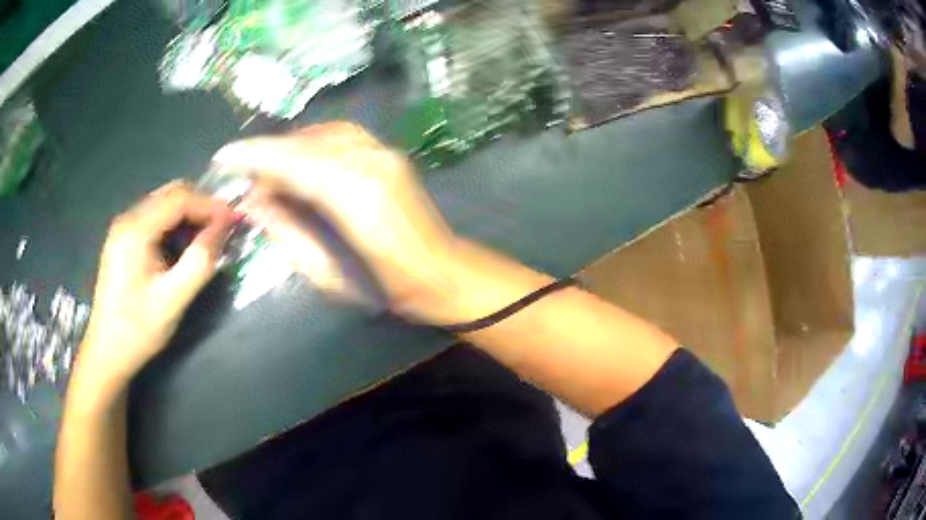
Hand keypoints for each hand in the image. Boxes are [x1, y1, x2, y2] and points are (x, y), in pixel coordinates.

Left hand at [75, 181, 234, 396]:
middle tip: (222, 229)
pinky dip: (174, 226)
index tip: (234, 221)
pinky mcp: (123, 240)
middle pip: (170, 194)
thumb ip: (200, 261)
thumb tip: (224, 228)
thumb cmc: (138, 329)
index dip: (210, 205)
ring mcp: (123, 228)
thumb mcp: (173, 299)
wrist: (107, 352)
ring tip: (206, 240)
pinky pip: (154, 219)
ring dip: (188, 216)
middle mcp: (127, 219)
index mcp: (136, 230)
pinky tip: (182, 248)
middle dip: (200, 206)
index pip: (179, 198)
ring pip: (163, 204)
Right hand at [214, 123, 462, 322]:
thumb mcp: (327, 273)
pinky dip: (313, 143)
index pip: (294, 163)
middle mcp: (372, 164)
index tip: (223, 156)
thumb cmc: (387, 289)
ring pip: (323, 134)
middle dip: (267, 154)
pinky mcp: (390, 154)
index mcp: (356, 198)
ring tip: (267, 171)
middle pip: (306, 144)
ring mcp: (385, 154)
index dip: (255, 156)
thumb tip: (253, 203)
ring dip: (289, 147)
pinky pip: (342, 136)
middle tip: (243, 175)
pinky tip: (299, 161)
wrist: (443, 274)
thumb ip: (287, 232)